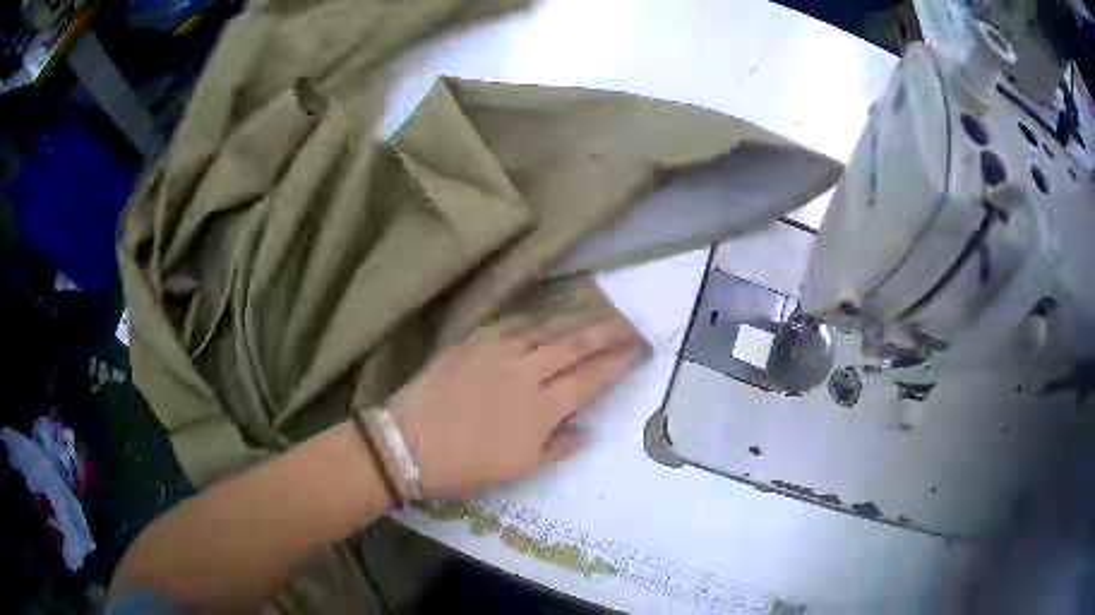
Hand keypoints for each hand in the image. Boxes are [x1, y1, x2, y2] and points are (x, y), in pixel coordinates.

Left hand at [389, 307, 646, 496]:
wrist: (408, 442)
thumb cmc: (466, 465)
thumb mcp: (519, 468)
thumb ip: (559, 447)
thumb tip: (588, 432)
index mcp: (542, 408)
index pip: (591, 377)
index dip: (618, 361)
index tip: (639, 350)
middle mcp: (527, 371)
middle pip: (576, 343)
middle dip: (608, 330)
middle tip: (630, 322)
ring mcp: (499, 350)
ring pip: (549, 327)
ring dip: (578, 317)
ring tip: (601, 310)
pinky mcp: (474, 339)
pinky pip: (516, 321)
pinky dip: (540, 316)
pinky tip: (551, 313)